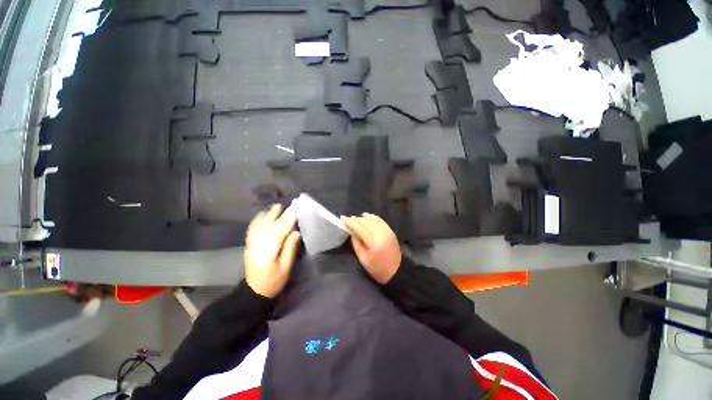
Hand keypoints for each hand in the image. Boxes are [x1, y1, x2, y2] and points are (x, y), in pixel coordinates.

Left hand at [244, 204, 300, 297]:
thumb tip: (295, 232)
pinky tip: (262, 215)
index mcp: (268, 253)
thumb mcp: (285, 268)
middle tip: (286, 205)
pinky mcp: (248, 246)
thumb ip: (290, 249)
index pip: (278, 233)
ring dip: (267, 215)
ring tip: (275, 207)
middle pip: (268, 227)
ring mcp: (251, 245)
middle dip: (277, 215)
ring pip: (259, 226)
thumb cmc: (274, 281)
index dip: (287, 221)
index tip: (294, 212)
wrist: (254, 291)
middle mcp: (257, 246)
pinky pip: (252, 230)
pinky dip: (257, 220)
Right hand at [340, 213, 401, 283]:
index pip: (359, 228)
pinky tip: (366, 216)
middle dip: (355, 219)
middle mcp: (381, 233)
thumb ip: (356, 243)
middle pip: (365, 222)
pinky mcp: (390, 230)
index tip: (342, 218)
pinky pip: (379, 220)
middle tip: (347, 219)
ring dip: (362, 218)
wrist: (397, 271)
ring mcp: (387, 231)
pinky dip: (372, 217)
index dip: (350, 222)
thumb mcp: (363, 259)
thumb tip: (352, 231)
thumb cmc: (377, 268)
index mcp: (373, 242)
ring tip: (354, 218)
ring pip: (372, 219)